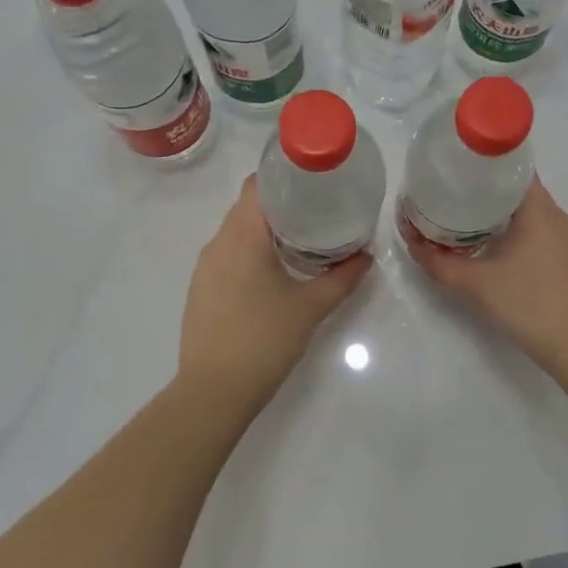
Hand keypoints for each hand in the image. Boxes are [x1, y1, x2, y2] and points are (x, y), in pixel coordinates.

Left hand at [176, 176, 372, 414]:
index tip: (312, 180)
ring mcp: (205, 268)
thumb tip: (366, 256)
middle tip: (318, 209)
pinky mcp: (201, 289)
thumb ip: (342, 278)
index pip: (256, 184)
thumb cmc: (264, 340)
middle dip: (281, 202)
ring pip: (236, 231)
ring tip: (300, 239)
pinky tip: (273, 272)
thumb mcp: (311, 307)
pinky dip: (250, 251)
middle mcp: (217, 243)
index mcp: (242, 236)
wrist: (213, 392)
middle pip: (247, 206)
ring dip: (265, 229)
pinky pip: (227, 255)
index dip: (283, 174)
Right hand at [400, 176, 567, 369]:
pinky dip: (512, 230)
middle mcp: (556, 216)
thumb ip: (440, 264)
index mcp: (539, 209)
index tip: (456, 166)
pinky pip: (536, 231)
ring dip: (498, 211)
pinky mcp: (567, 259)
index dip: (484, 162)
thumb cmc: (530, 303)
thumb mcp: (476, 284)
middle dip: (484, 188)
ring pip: (527, 212)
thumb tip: (413, 244)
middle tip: (450, 191)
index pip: (514, 167)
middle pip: (518, 188)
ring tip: (464, 216)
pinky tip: (491, 245)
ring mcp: (565, 238)